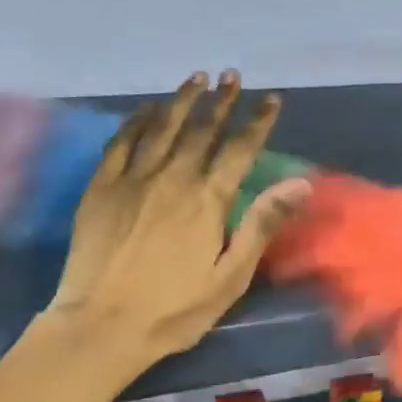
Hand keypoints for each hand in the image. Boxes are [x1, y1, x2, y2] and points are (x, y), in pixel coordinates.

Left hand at [45, 71, 309, 374]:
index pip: (240, 149)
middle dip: (222, 101)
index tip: (271, 99)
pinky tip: (146, 108)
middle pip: (202, 130)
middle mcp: (172, 178)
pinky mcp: (101, 188)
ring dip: (182, 100)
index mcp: (207, 200)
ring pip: (162, 127)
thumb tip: (300, 183)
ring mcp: (133, 179)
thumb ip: (261, 224)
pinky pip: (121, 142)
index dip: (257, 122)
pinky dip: (136, 120)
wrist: (102, 325)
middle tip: (233, 76)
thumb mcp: (230, 276)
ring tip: (197, 77)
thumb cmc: (175, 309)